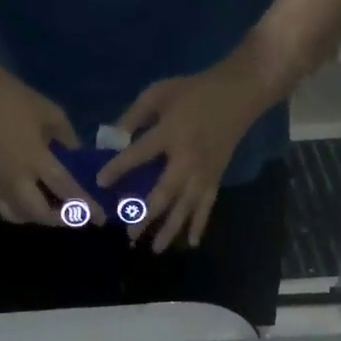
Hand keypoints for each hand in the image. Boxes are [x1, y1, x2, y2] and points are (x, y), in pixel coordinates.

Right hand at [0, 60, 96, 225]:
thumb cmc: (15, 99)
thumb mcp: (52, 114)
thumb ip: (69, 141)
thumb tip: (80, 161)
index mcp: (35, 158)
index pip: (65, 189)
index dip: (85, 205)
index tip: (100, 217)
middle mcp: (17, 179)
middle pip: (43, 213)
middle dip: (64, 218)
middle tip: (79, 214)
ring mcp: (0, 185)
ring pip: (25, 217)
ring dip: (45, 218)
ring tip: (58, 209)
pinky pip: (8, 212)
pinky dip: (23, 215)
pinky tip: (33, 207)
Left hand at [97, 60, 265, 251]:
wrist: (240, 92)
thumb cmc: (194, 91)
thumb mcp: (159, 93)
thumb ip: (134, 116)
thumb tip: (111, 140)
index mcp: (170, 133)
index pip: (140, 154)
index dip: (119, 167)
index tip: (101, 182)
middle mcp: (186, 159)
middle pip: (163, 193)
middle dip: (146, 216)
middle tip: (130, 235)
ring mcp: (203, 173)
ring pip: (184, 207)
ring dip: (170, 229)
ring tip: (155, 249)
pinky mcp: (215, 178)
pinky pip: (206, 206)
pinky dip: (199, 225)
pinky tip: (191, 243)